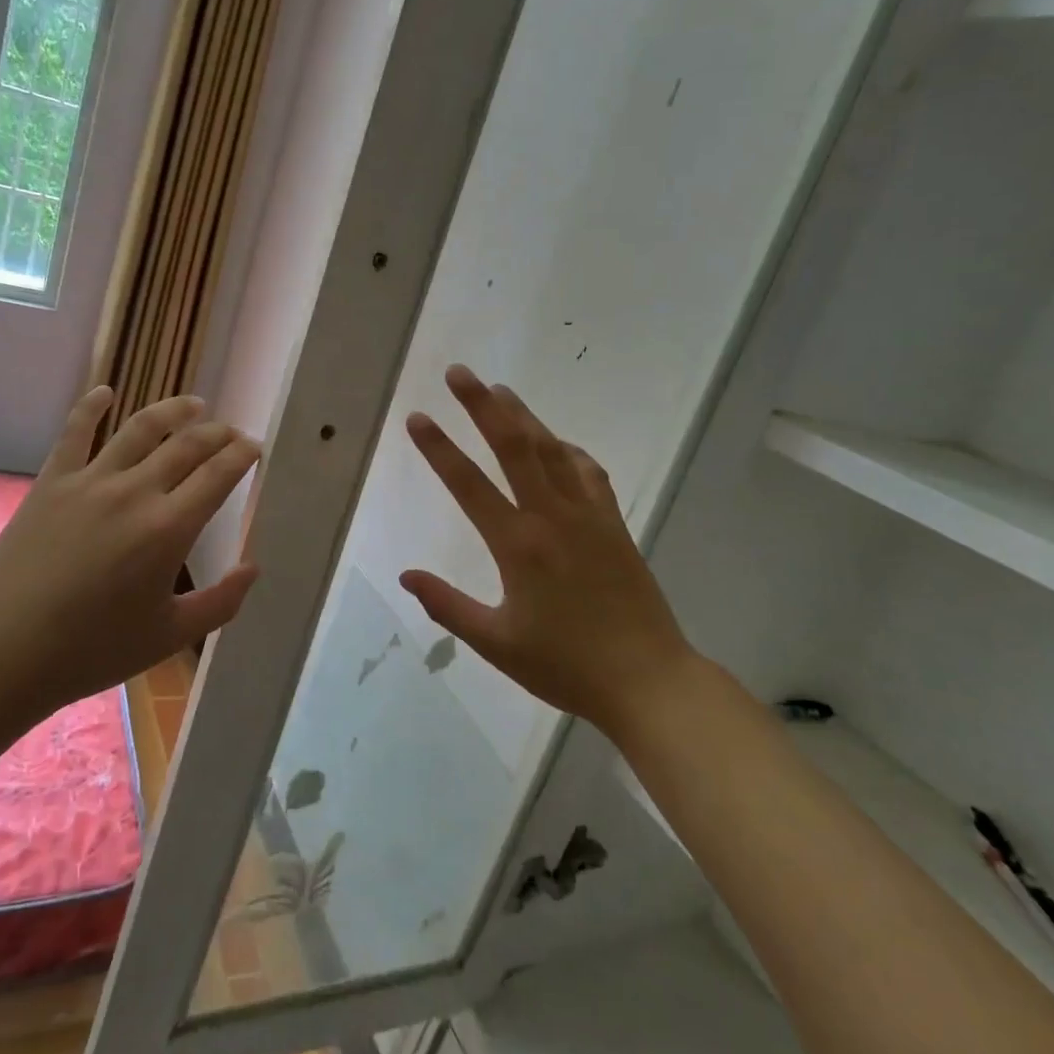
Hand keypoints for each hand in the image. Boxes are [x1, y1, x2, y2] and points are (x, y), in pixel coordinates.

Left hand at [0, 387, 260, 716]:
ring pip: (141, 428)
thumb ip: (221, 602)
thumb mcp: (169, 636)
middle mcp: (136, 492)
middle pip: (188, 445)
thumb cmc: (92, 650)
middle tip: (232, 433)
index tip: (255, 447)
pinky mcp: (52, 482)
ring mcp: (90, 481)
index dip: (243, 454)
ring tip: (194, 404)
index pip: (219, 473)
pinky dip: (91, 406)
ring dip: (173, 410)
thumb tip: (253, 567)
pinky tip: (105, 392)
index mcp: (169, 528)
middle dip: (218, 433)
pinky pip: (74, 432)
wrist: (4, 652)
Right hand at [401, 365, 692, 740]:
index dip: (439, 449)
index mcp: (518, 546)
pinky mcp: (613, 524)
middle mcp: (552, 517)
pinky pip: (587, 472)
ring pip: (551, 450)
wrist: (648, 681)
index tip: (417, 417)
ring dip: (523, 415)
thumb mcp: (496, 643)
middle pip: (514, 447)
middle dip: (482, 406)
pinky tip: (555, 442)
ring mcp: (588, 516)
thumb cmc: (565, 666)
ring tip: (499, 390)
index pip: (469, 485)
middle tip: (459, 372)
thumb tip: (406, 575)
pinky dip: (566, 449)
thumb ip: (447, 606)